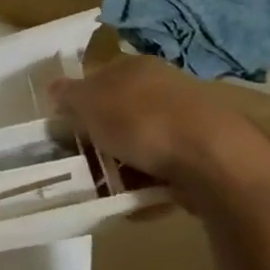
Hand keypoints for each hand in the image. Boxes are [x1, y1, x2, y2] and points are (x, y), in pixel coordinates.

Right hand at [49, 56, 262, 205]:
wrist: (214, 160)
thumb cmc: (141, 122)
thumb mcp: (89, 104)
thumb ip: (68, 96)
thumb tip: (55, 88)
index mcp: (137, 66)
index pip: (99, 79)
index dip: (79, 104)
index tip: (67, 131)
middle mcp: (165, 86)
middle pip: (121, 113)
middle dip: (102, 139)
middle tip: (85, 163)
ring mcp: (190, 121)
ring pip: (143, 144)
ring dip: (124, 167)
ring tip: (108, 190)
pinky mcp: (206, 154)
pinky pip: (166, 170)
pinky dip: (149, 185)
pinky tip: (136, 202)